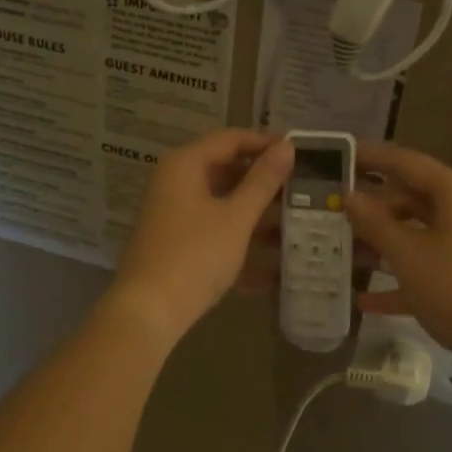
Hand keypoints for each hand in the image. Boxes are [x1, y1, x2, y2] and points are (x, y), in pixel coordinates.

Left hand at [108, 130, 294, 344]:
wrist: (148, 313)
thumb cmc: (195, 255)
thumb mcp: (236, 217)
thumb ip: (263, 181)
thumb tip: (286, 146)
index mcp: (186, 165)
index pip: (231, 139)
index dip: (266, 143)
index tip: (300, 154)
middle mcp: (176, 183)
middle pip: (227, 171)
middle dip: (265, 183)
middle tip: (303, 190)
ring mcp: (174, 215)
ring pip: (223, 204)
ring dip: (258, 216)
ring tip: (298, 226)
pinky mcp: (176, 244)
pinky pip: (215, 232)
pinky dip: (241, 243)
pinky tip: (274, 269)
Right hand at [345, 141, 451, 369]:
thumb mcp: (408, 254)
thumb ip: (374, 222)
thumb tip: (349, 196)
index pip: (405, 162)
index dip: (369, 157)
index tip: (336, 155)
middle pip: (407, 198)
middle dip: (369, 208)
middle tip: (328, 212)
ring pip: (413, 233)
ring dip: (378, 243)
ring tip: (337, 251)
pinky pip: (423, 267)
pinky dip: (397, 278)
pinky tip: (363, 300)